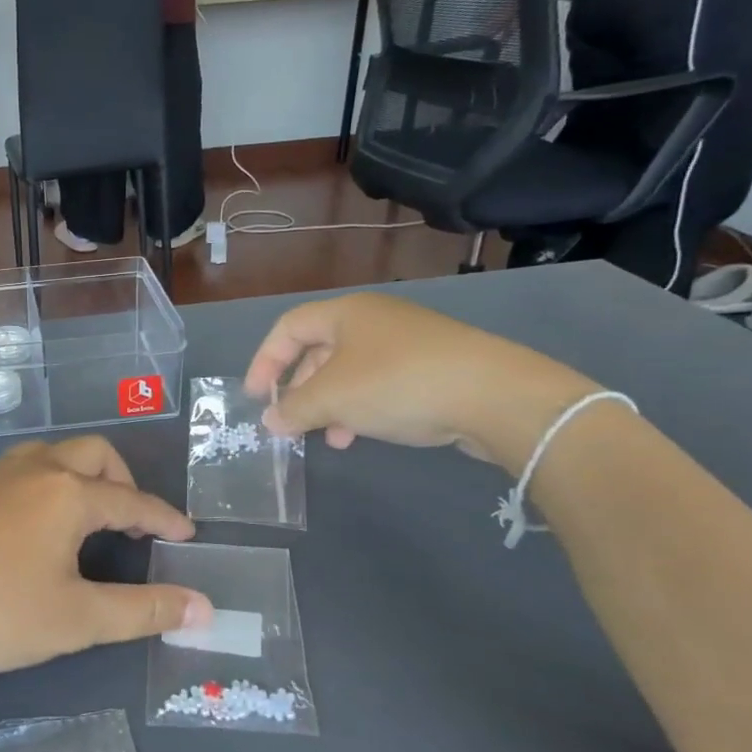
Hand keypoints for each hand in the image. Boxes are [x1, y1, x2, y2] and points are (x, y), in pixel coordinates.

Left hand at [0, 438, 206, 690]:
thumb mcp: (76, 619)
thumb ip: (144, 610)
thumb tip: (204, 607)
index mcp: (66, 493)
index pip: (131, 500)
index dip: (164, 519)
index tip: (187, 535)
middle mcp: (32, 469)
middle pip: (92, 455)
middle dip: (123, 482)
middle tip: (134, 522)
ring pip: (52, 456)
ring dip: (81, 477)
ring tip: (88, 518)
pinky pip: (20, 472)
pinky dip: (47, 486)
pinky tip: (34, 526)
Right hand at [244, 293, 596, 470]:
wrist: (495, 395)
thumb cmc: (397, 384)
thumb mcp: (332, 398)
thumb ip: (293, 409)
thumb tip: (271, 420)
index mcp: (347, 313)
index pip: (288, 328)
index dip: (265, 361)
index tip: (256, 397)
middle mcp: (375, 320)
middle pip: (319, 350)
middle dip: (300, 389)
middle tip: (290, 421)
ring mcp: (408, 343)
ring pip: (350, 372)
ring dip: (330, 405)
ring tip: (329, 438)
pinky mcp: (434, 367)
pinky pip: (380, 384)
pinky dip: (361, 407)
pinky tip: (362, 434)